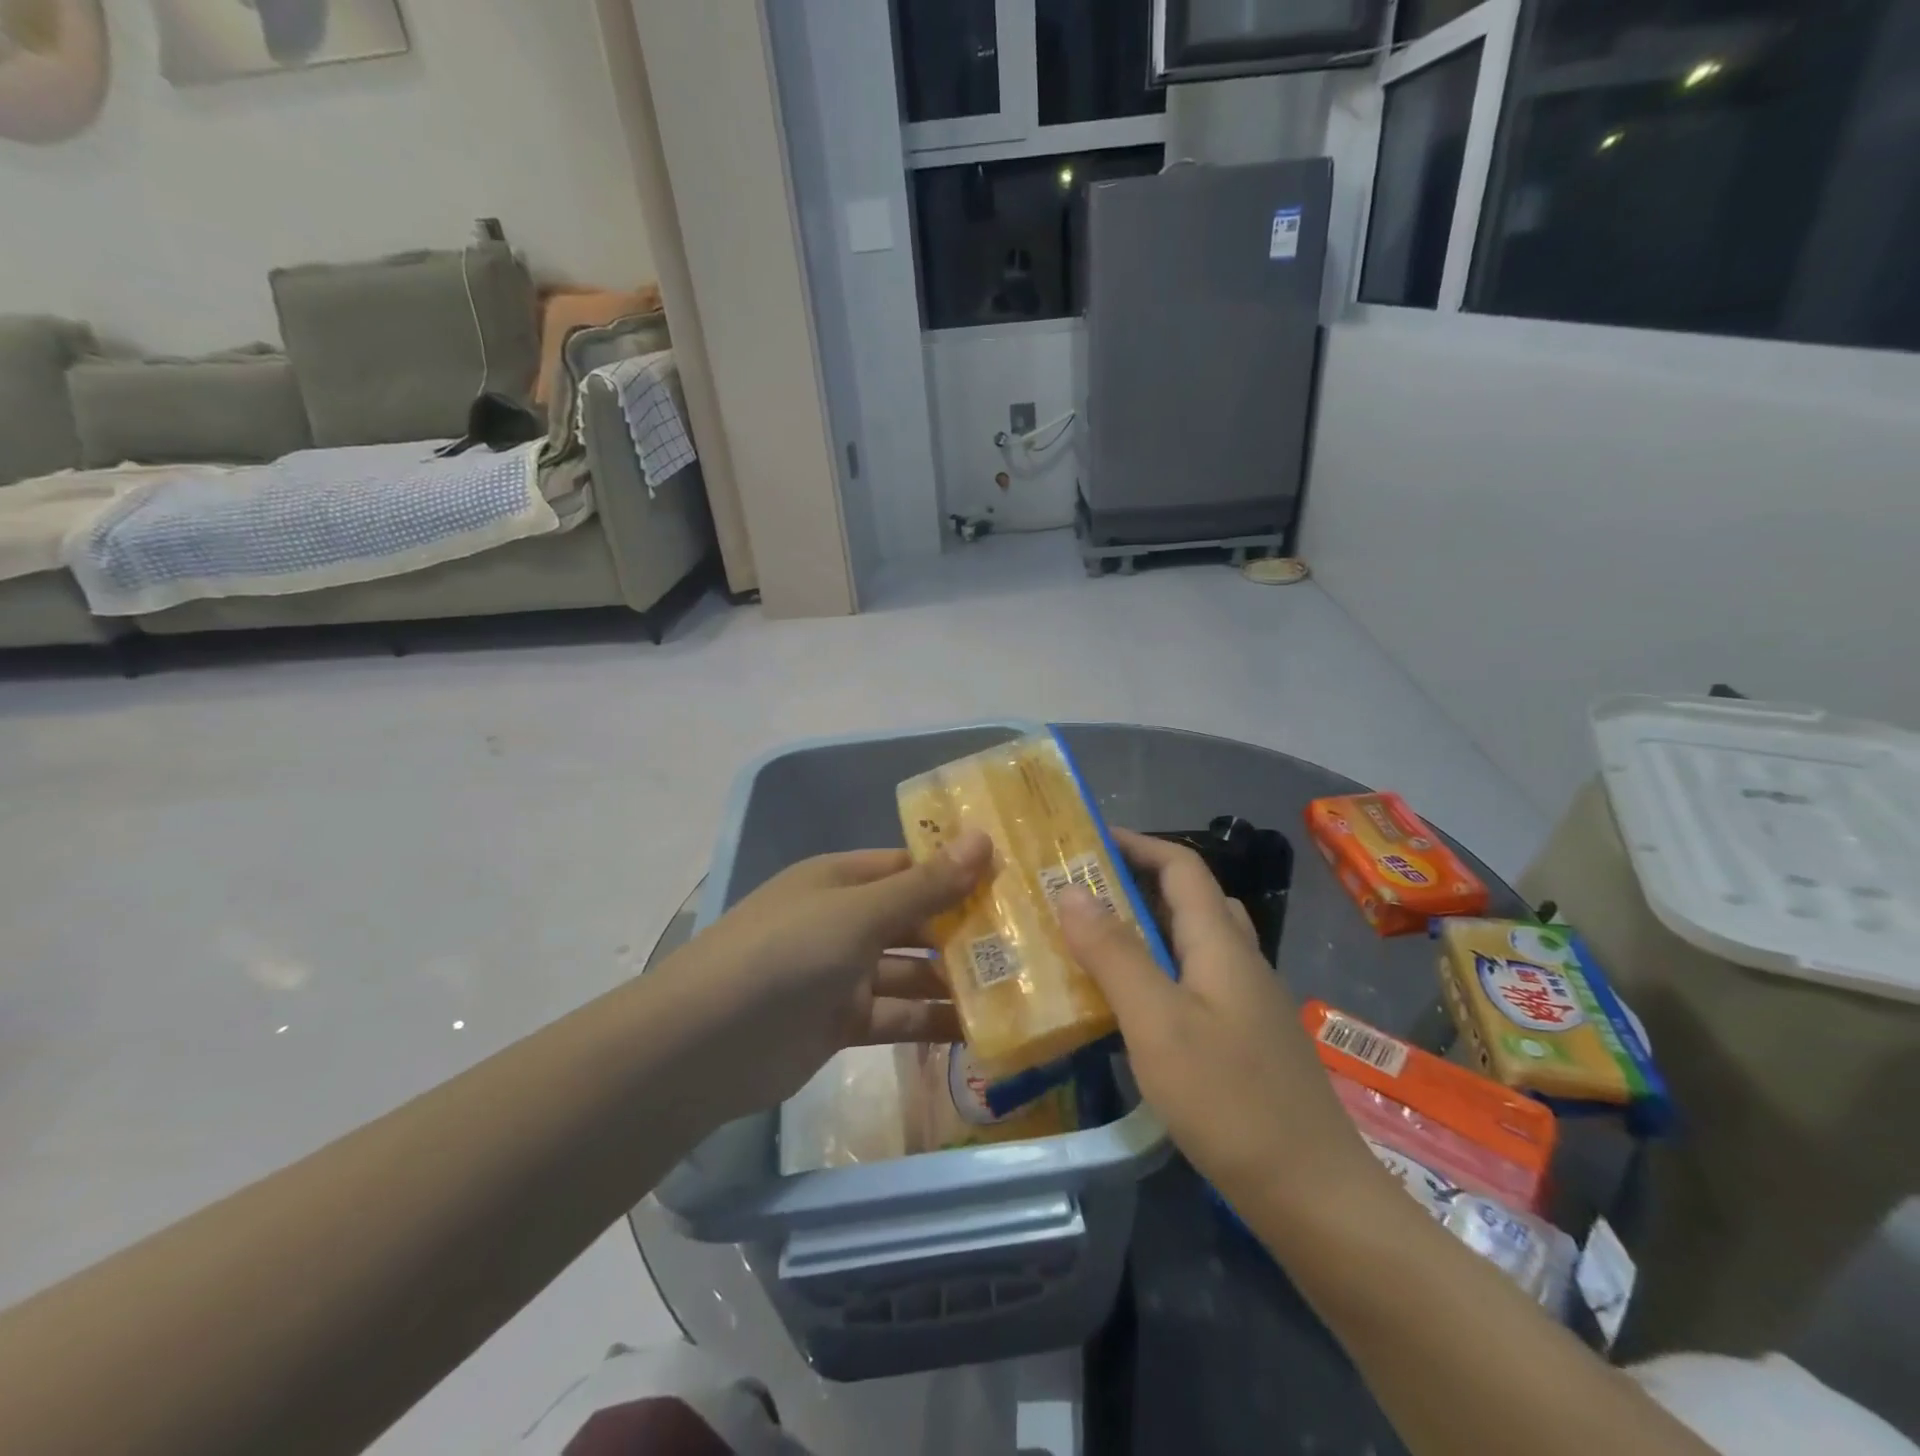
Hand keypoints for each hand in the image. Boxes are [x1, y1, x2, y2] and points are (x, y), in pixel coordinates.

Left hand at [662, 830, 992, 1118]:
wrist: (703, 1047)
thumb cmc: (785, 955)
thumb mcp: (859, 913)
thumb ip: (925, 885)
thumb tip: (984, 838)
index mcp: (842, 879)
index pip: (911, 866)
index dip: (959, 871)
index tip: (1016, 881)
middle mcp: (844, 920)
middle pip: (916, 918)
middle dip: (965, 929)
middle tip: (1032, 941)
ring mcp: (842, 973)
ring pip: (911, 971)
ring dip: (955, 980)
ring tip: (1019, 988)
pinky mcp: (842, 1022)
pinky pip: (897, 1016)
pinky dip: (932, 1022)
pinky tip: (981, 1031)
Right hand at [1057, 829, 1376, 1212]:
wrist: (1315, 1197)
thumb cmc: (1230, 1100)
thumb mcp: (1157, 1022)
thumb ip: (1113, 953)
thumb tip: (1070, 889)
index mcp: (1221, 944)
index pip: (1182, 866)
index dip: (1138, 843)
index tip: (1086, 840)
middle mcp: (1239, 961)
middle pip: (1189, 899)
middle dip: (1136, 882)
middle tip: (1080, 892)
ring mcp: (1247, 1003)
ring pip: (1192, 942)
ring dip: (1146, 927)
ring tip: (1094, 940)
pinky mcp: (1244, 1040)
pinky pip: (1194, 981)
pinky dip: (1157, 971)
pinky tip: (1129, 1005)